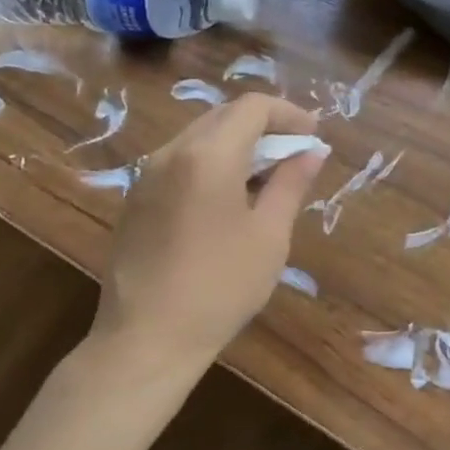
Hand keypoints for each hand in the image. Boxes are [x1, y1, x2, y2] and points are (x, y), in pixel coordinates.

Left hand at [88, 93, 325, 379]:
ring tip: (267, 176)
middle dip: (265, 126)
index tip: (313, 136)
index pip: (253, 107)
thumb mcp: (269, 235)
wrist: (144, 342)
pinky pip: (181, 160)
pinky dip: (213, 161)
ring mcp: (148, 175)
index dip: (288, 114)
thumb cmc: (219, 288)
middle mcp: (172, 152)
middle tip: (295, 153)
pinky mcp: (137, 198)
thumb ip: (291, 183)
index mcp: (208, 156)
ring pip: (201, 136)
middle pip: (225, 115)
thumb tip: (312, 151)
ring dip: (238, 143)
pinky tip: (230, 196)